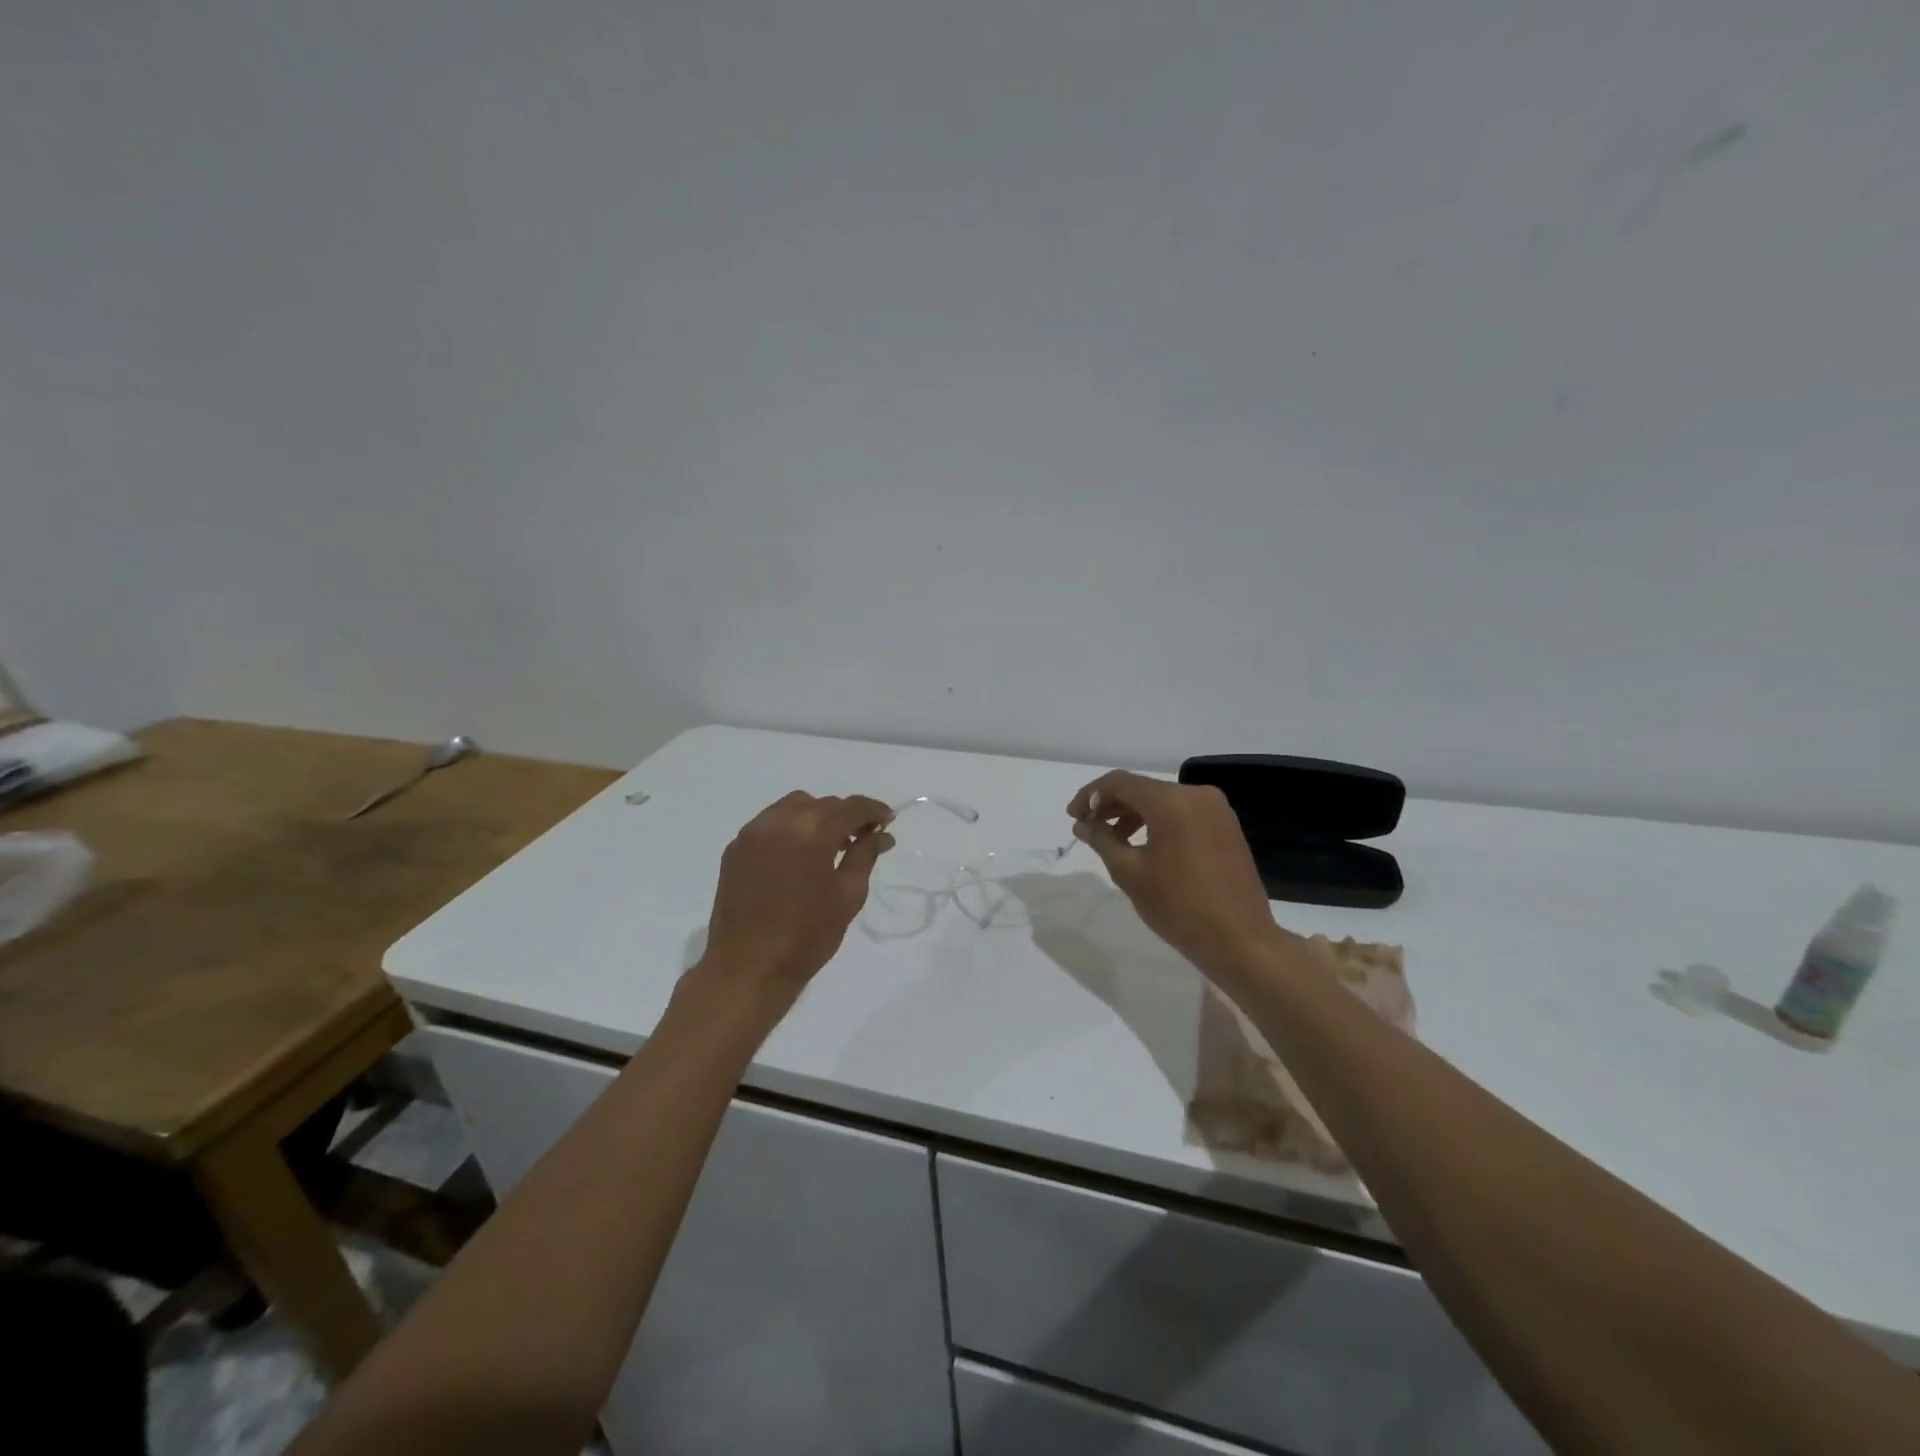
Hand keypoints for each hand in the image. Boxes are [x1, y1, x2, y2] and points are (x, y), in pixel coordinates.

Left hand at [696, 791, 894, 1009]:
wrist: (747, 969)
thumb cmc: (807, 937)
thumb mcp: (848, 896)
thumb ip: (864, 856)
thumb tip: (881, 834)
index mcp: (811, 833)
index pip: (850, 807)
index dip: (873, 811)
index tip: (888, 821)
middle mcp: (779, 822)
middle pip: (822, 804)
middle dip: (846, 815)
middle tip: (862, 838)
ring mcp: (752, 833)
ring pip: (794, 807)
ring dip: (817, 817)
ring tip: (830, 845)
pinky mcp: (735, 849)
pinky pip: (770, 823)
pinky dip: (791, 828)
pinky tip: (799, 855)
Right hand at [1068, 770, 1279, 975]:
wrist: (1240, 940)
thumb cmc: (1179, 906)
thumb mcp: (1130, 873)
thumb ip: (1102, 840)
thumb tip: (1083, 824)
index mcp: (1172, 801)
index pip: (1120, 782)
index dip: (1090, 796)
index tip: (1072, 816)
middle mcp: (1197, 794)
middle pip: (1142, 788)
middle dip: (1111, 804)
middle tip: (1087, 827)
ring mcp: (1216, 809)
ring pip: (1163, 800)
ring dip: (1134, 814)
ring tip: (1112, 839)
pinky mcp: (1225, 826)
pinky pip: (1183, 813)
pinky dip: (1158, 821)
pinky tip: (1143, 844)